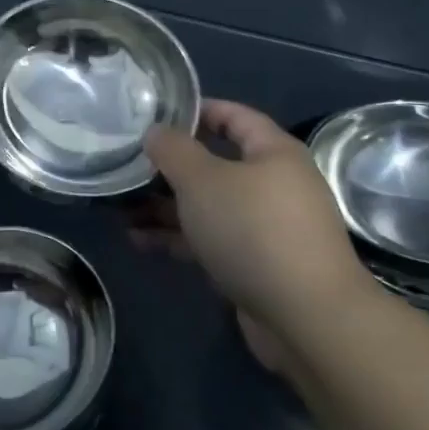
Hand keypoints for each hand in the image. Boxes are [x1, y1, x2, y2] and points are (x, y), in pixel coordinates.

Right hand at [129, 100, 376, 365]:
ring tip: (121, 210)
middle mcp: (274, 185)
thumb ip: (173, 150)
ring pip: (208, 206)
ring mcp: (266, 228)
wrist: (307, 318)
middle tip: (128, 167)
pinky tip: (140, 241)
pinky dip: (178, 238)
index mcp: (273, 153)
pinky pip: (211, 240)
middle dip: (169, 168)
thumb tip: (156, 131)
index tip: (154, 117)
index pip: (233, 116)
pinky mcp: (257, 265)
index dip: (195, 111)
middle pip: (215, 164)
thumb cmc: (253, 230)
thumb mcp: (202, 179)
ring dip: (166, 207)